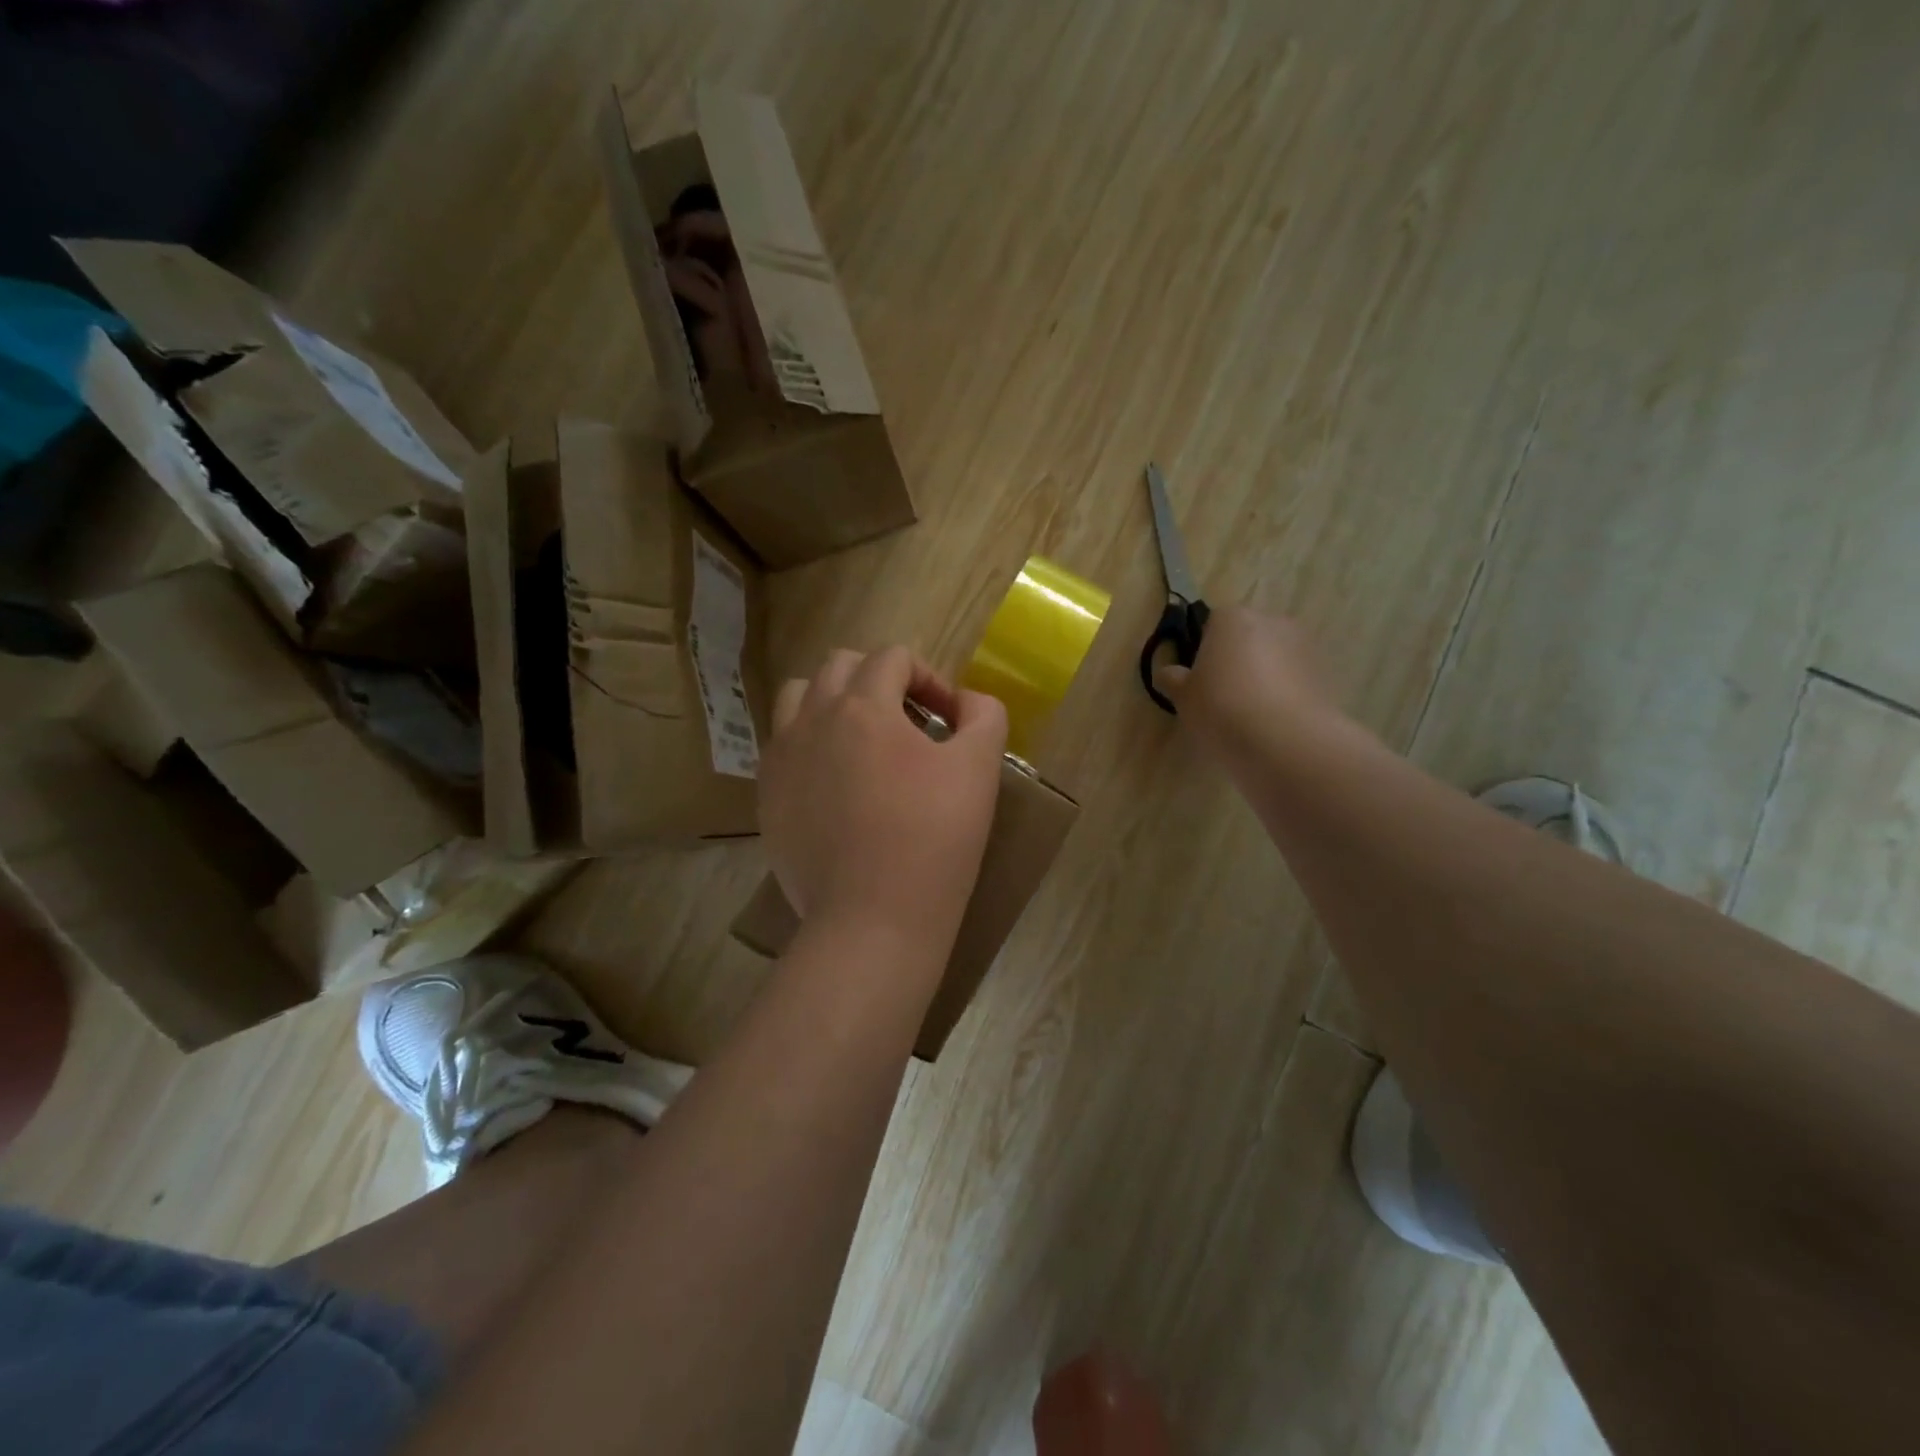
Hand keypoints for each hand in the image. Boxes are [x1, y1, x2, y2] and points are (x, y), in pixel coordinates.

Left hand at [761, 647, 1007, 945]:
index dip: (929, 677)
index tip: (949, 718)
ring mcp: (781, 758)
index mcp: (863, 706)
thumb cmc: (933, 840)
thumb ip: (983, 715)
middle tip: (911, 724)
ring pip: (799, 697)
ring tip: (863, 739)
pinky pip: (782, 745)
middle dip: (880, 680)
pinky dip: (810, 743)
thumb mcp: (979, 769)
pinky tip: (836, 782)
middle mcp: (811, 719)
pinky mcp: (767, 796)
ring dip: (834, 701)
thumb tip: (967, 701)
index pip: (892, 657)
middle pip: (840, 666)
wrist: (872, 919)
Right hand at [1158, 605, 1344, 754]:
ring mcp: (1303, 646)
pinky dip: (1284, 693)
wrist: (1285, 741)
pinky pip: (1294, 679)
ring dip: (1262, 676)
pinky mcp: (1325, 673)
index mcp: (1232, 617)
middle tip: (1220, 696)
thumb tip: (1170, 672)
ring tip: (1248, 714)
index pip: (1212, 623)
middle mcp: (1271, 621)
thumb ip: (1173, 679)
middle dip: (1236, 659)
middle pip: (1247, 636)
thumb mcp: (1183, 697)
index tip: (1198, 679)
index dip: (1202, 650)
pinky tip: (1272, 722)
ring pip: (1273, 657)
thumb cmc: (1222, 708)